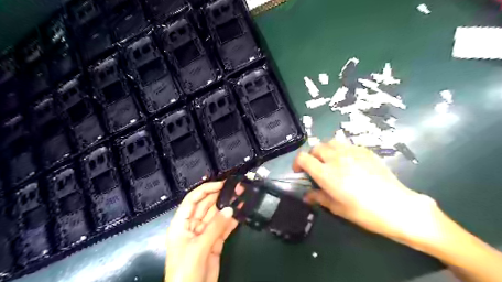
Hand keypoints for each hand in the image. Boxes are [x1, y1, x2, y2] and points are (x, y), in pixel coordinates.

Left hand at [163, 181, 237, 281]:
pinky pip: (223, 228)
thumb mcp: (197, 248)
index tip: (221, 184)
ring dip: (228, 208)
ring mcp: (205, 234)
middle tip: (236, 189)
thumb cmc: (185, 271)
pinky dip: (231, 221)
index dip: (205, 190)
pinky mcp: (215, 243)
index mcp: (181, 224)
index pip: (192, 200)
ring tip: (241, 198)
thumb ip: (214, 228)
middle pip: (206, 206)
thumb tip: (230, 209)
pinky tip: (240, 214)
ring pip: (217, 216)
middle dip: (220, 196)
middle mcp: (193, 226)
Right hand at [295, 131, 441, 248]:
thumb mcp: (337, 208)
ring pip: (331, 141)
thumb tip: (307, 196)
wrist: (397, 206)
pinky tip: (349, 161)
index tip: (300, 171)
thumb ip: (319, 198)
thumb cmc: (364, 211)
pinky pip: (347, 145)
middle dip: (312, 156)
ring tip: (331, 160)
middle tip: (316, 167)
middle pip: (316, 147)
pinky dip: (341, 150)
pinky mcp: (365, 151)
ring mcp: (351, 152)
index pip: (303, 158)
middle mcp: (336, 158)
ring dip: (326, 149)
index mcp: (326, 173)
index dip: (297, 162)